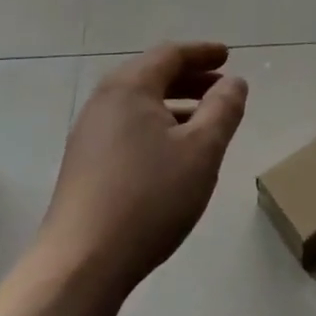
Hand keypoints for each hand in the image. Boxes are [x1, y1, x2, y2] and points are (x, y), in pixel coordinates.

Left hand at [39, 42, 247, 304]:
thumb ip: (223, 110)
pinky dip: (156, 125)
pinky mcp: (84, 164)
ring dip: (174, 103)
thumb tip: (234, 82)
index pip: (169, 55)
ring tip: (204, 121)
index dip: (202, 52)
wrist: (82, 263)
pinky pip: (127, 127)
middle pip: (151, 75)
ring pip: (138, 104)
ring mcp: (89, 135)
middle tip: (221, 86)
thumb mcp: (202, 151)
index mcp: (129, 88)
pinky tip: (173, 153)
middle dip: (189, 77)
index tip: (227, 56)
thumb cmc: (149, 197)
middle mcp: (103, 102)